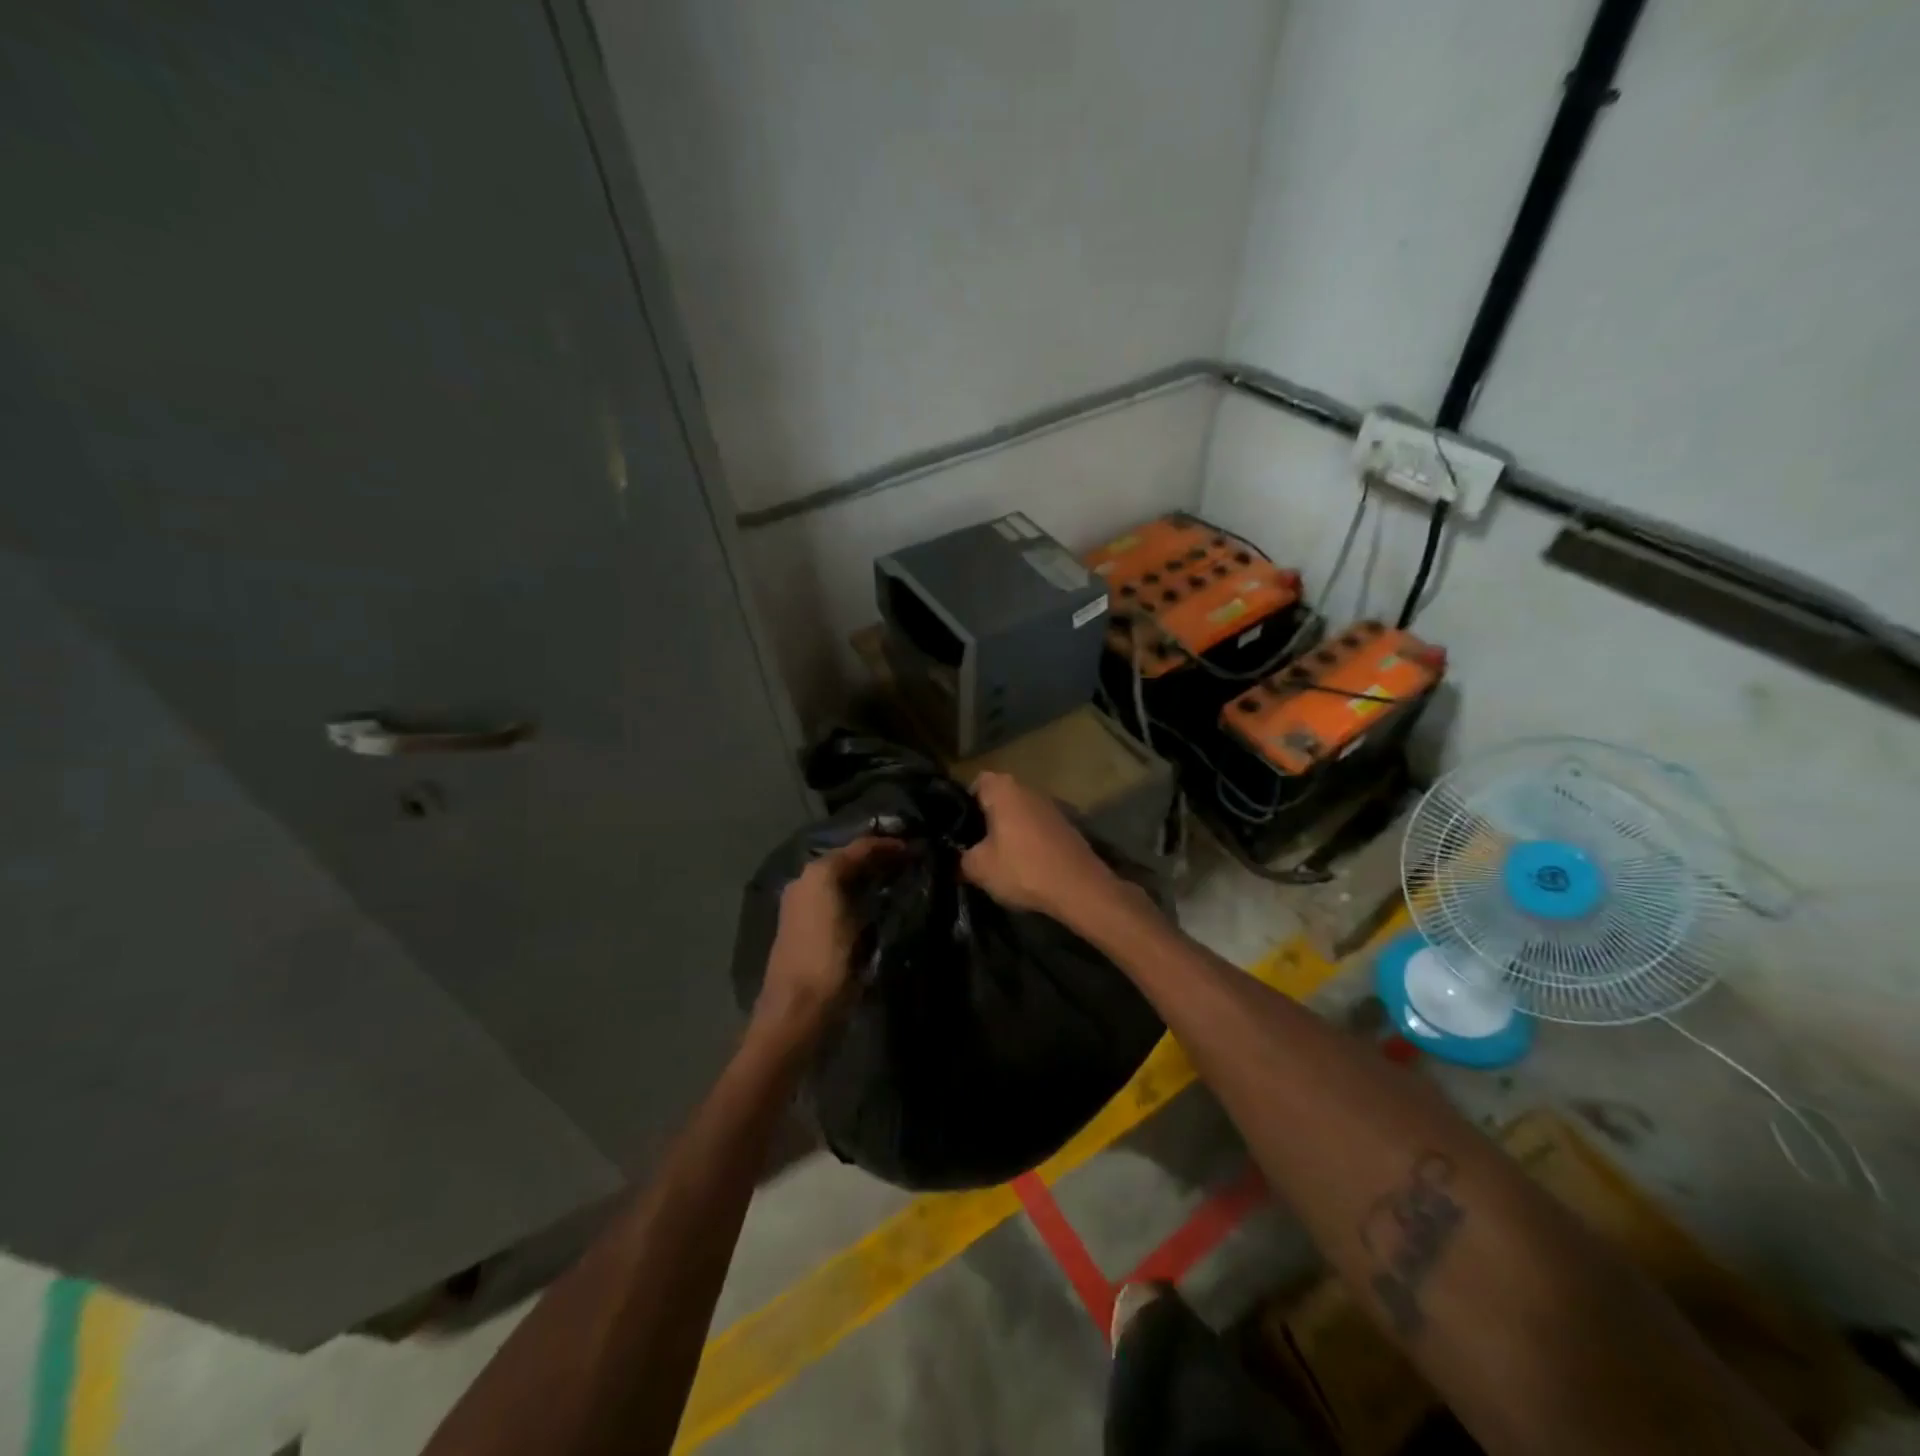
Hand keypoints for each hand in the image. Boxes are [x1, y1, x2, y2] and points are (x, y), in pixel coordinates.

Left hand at [756, 837, 896, 1039]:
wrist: (797, 1013)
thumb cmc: (827, 962)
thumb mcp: (849, 916)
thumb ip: (861, 877)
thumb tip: (888, 860)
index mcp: (816, 875)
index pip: (858, 848)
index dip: (888, 845)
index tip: (916, 847)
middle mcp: (806, 885)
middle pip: (848, 861)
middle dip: (878, 859)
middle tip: (912, 861)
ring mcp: (804, 909)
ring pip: (843, 881)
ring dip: (869, 878)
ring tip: (901, 880)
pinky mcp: (808, 932)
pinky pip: (839, 900)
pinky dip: (859, 896)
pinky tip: (878, 905)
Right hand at [960, 771, 1121, 924]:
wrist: (1079, 888)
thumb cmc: (1023, 869)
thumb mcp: (979, 868)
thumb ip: (960, 859)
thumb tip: (955, 860)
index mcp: (1005, 789)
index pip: (977, 782)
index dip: (964, 802)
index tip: (958, 827)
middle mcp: (1029, 789)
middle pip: (999, 797)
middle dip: (986, 818)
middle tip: (973, 845)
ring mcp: (1051, 806)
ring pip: (1019, 813)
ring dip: (1009, 830)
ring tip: (997, 858)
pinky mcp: (1067, 826)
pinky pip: (1037, 827)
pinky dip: (1028, 840)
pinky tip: (1024, 865)